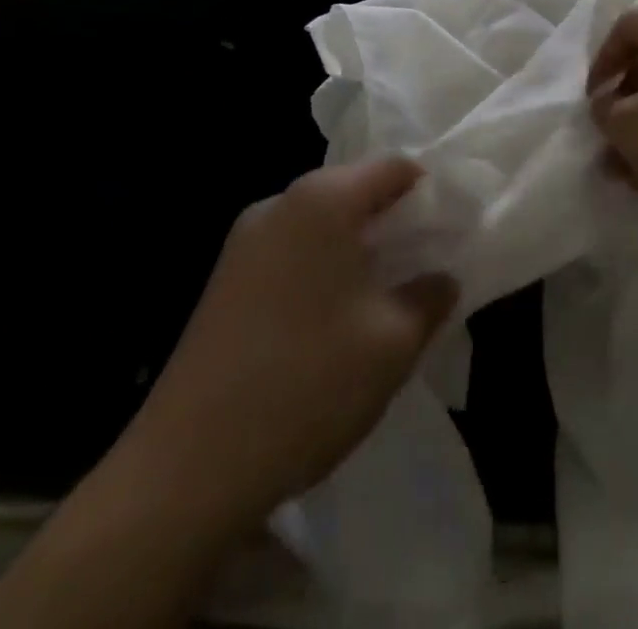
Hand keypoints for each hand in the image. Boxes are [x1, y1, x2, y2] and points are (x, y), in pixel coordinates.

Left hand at [129, 158, 457, 523]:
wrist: (186, 469)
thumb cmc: (307, 384)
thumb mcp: (392, 343)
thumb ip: (430, 297)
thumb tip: (442, 278)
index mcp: (322, 200)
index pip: (394, 168)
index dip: (430, 193)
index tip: (452, 230)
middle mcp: (279, 204)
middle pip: (354, 192)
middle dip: (393, 224)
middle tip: (423, 268)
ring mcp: (243, 241)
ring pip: (321, 226)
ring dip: (357, 251)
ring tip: (383, 299)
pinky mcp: (223, 280)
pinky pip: (290, 253)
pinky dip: (321, 270)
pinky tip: (331, 322)